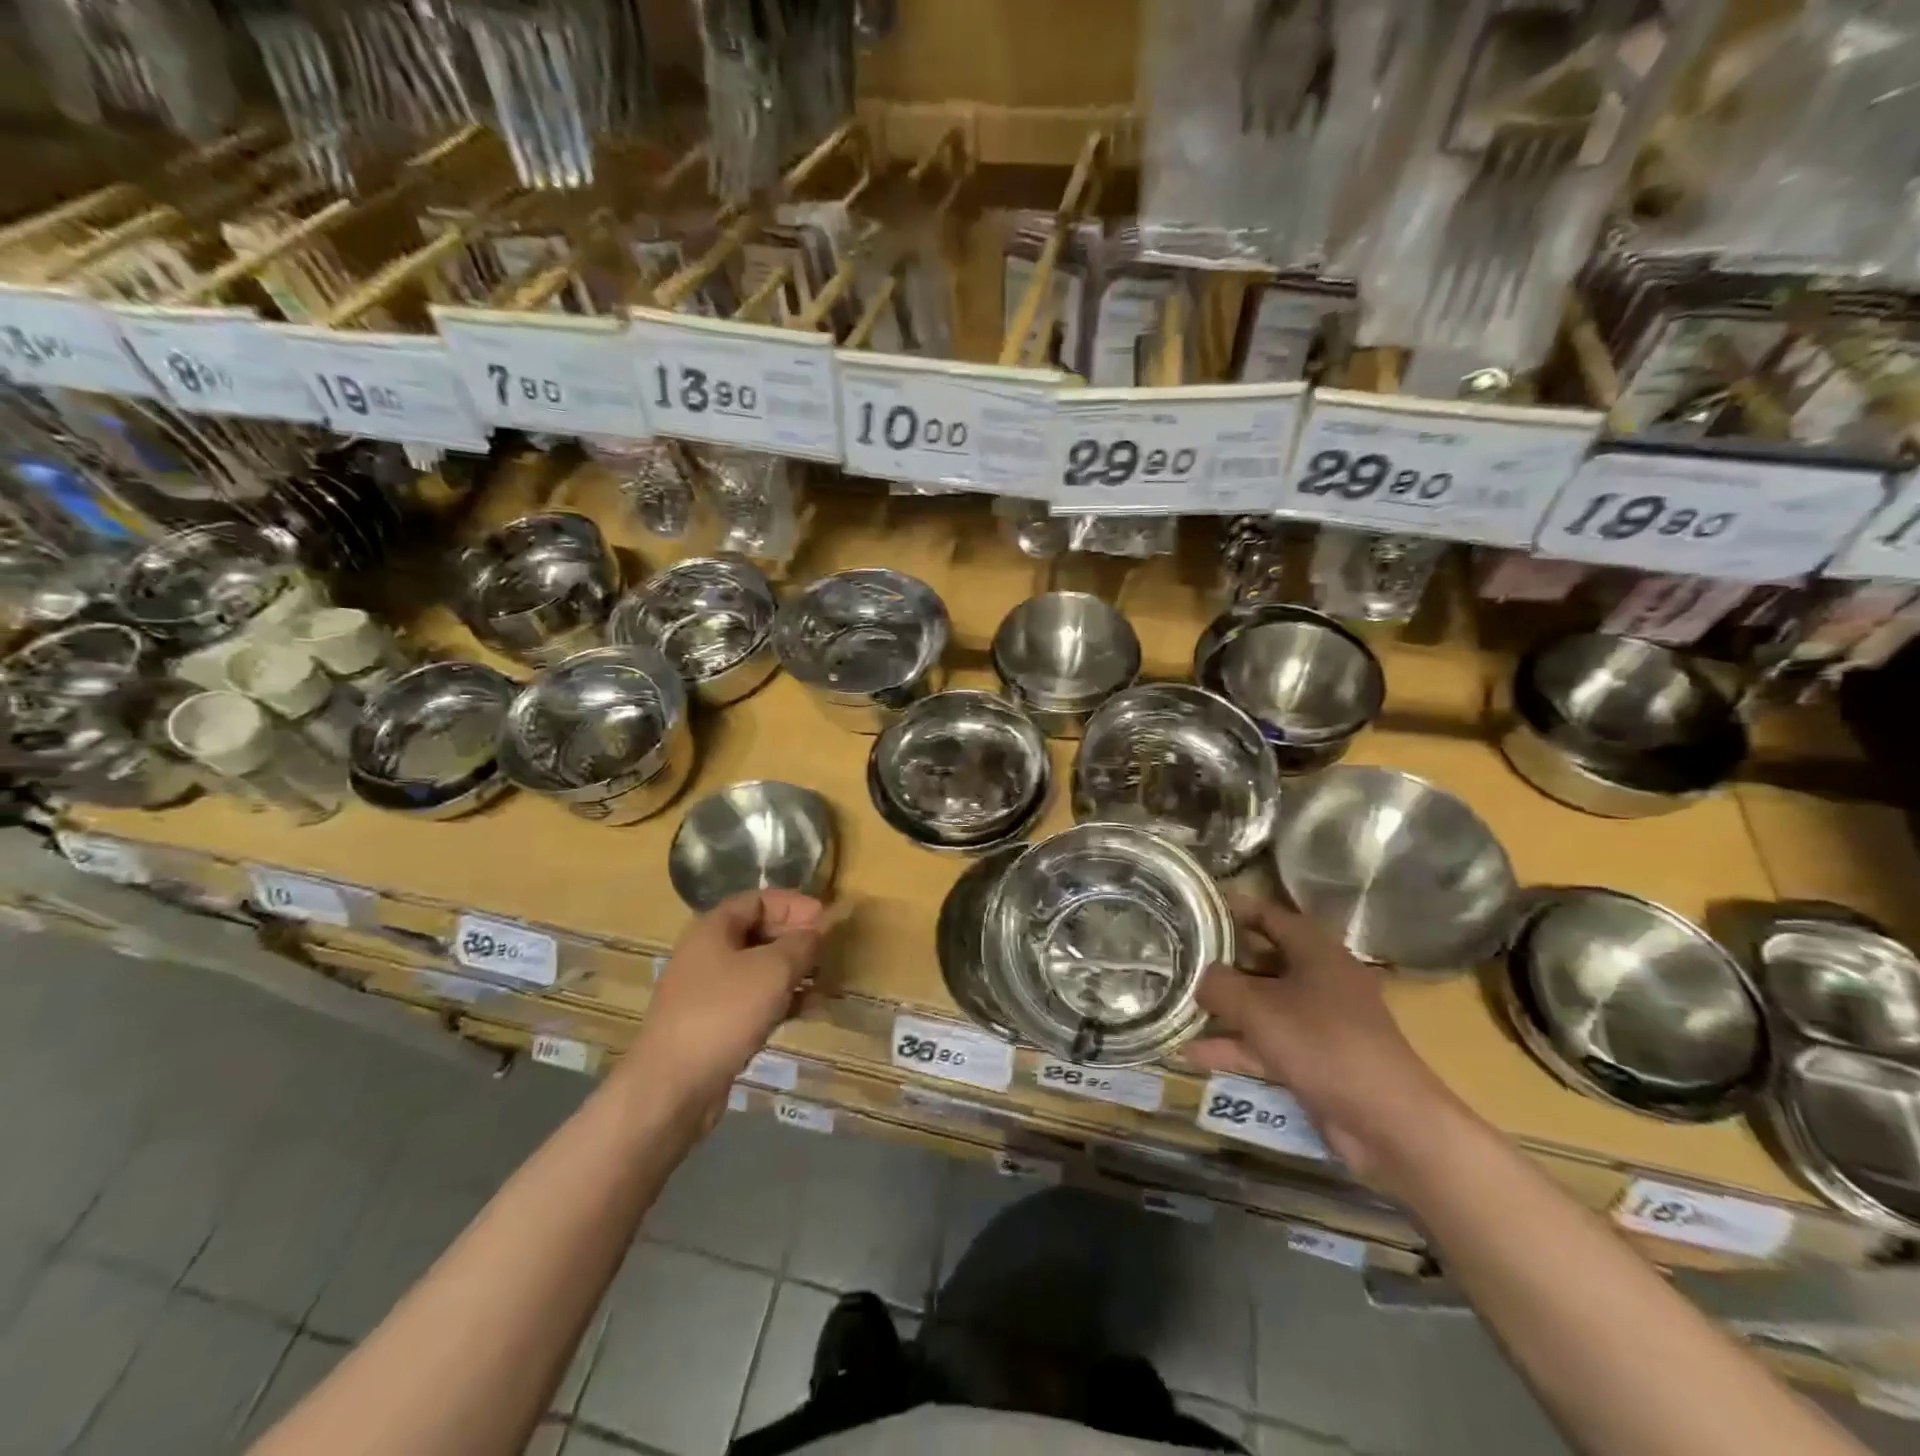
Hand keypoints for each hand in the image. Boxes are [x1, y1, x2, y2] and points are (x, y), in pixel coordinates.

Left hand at [629, 890, 824, 1113]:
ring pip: (760, 970)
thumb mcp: (773, 970)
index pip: (758, 900)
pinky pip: (755, 1001)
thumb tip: (818, 932)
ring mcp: (709, 992)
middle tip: (828, 952)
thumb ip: (801, 944)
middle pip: (759, 933)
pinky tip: (811, 1012)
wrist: (673, 1087)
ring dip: (795, 973)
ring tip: (826, 984)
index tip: (825, 919)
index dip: (794, 904)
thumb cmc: (723, 1012)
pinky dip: (783, 1001)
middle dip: (797, 939)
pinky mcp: (715, 1025)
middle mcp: (708, 954)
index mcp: (713, 929)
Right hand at [1189, 898, 1457, 1179]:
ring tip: (1177, 1006)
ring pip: (1262, 1004)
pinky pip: (1267, 1043)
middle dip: (1220, 962)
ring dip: (1223, 1009)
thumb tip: (1197, 977)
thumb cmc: (1323, 1043)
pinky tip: (1192, 1053)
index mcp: (1315, 951)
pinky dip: (1235, 1046)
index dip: (1231, 909)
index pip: (1268, 915)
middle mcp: (1319, 979)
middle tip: (1177, 960)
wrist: (1388, 1122)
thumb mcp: (1258, 1007)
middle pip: (1261, 959)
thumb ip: (1218, 985)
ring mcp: (1318, 1021)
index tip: (1192, 911)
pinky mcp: (1315, 1059)